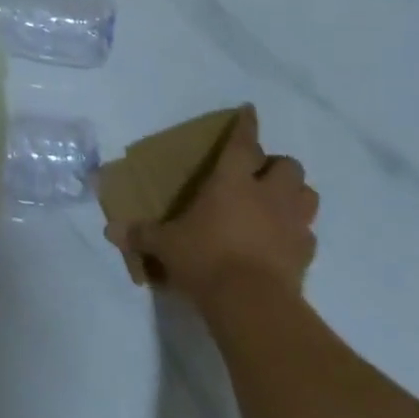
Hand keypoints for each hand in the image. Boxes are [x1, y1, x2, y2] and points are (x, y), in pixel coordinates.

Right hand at [106, 105, 317, 308]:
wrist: (253, 307)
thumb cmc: (206, 259)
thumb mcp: (166, 245)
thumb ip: (142, 234)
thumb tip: (110, 231)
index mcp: (232, 181)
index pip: (243, 143)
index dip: (246, 125)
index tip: (250, 110)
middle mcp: (267, 195)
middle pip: (289, 166)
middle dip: (278, 166)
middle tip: (261, 175)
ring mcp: (291, 225)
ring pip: (308, 195)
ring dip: (296, 194)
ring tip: (277, 202)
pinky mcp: (306, 257)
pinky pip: (308, 235)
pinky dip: (299, 233)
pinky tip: (283, 241)